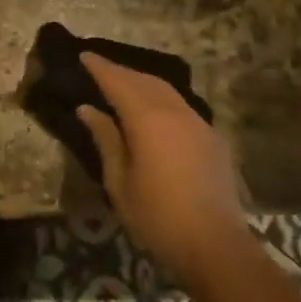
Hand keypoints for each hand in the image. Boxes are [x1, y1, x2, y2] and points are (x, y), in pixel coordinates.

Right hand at [78, 53, 248, 278]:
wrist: (217, 247)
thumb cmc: (158, 218)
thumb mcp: (120, 183)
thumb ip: (106, 140)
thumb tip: (88, 109)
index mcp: (147, 119)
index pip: (118, 82)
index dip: (100, 67)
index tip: (84, 55)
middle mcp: (174, 111)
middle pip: (143, 80)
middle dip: (120, 72)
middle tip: (99, 68)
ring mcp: (197, 122)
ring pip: (165, 90)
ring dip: (142, 82)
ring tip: (123, 84)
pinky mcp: (211, 138)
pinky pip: (180, 105)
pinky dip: (161, 98)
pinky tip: (153, 110)